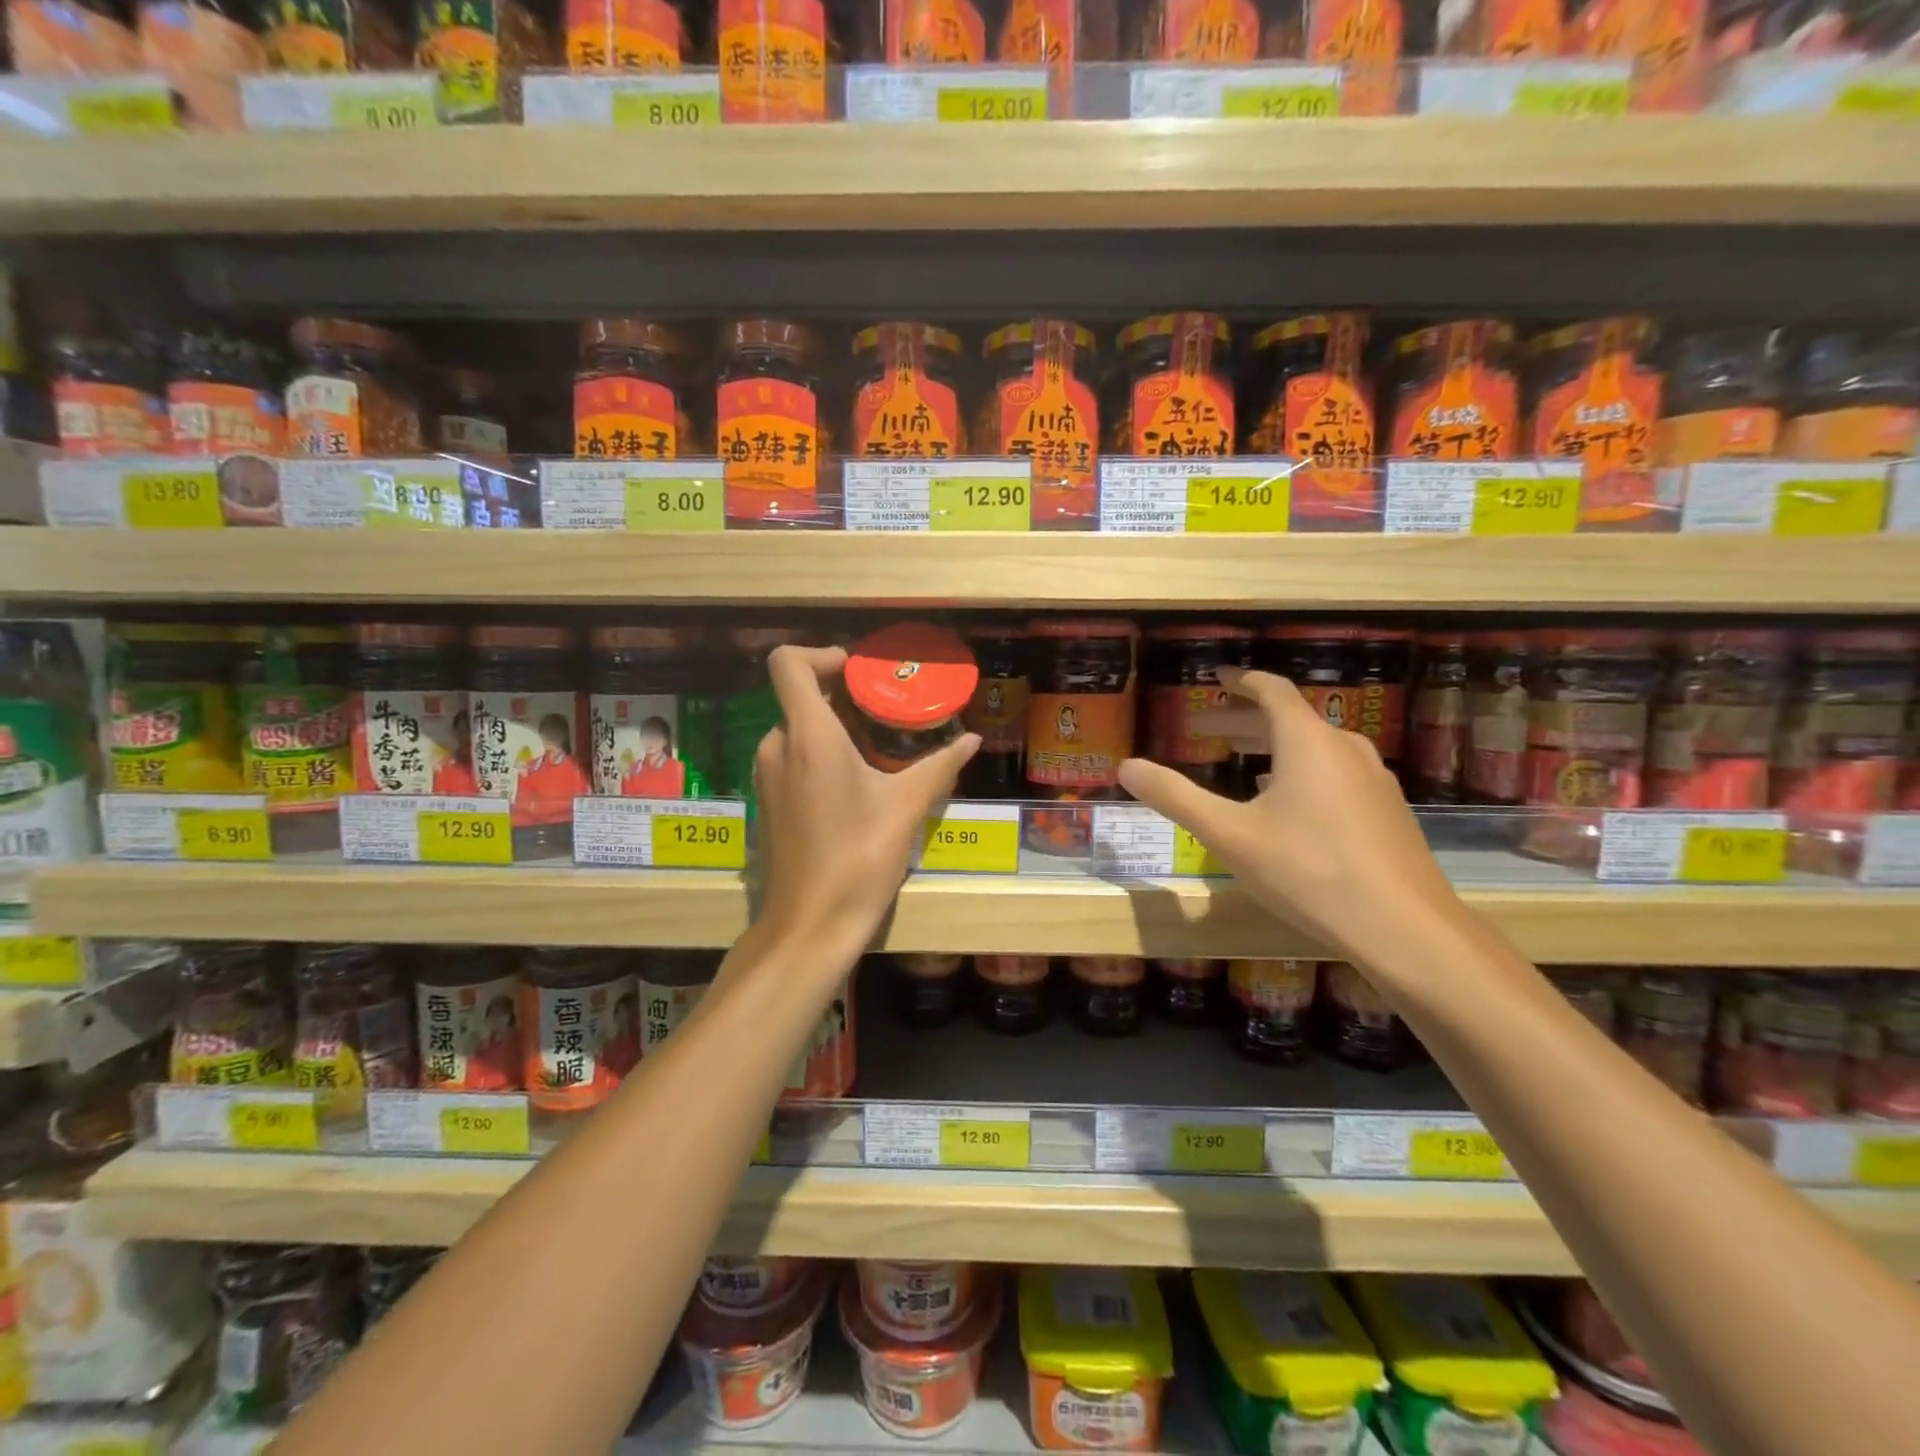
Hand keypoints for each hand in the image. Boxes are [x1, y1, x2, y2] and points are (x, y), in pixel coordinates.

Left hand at [752, 645, 979, 958]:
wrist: (810, 924)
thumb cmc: (858, 858)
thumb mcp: (907, 807)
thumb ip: (940, 765)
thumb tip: (972, 740)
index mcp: (808, 735)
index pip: (788, 663)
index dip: (820, 654)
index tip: (859, 672)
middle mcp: (777, 746)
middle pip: (799, 695)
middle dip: (842, 695)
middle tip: (887, 710)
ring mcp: (768, 776)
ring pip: (796, 728)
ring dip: (834, 726)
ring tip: (879, 747)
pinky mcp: (770, 801)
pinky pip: (792, 756)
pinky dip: (821, 752)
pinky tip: (858, 782)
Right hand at [1116, 668, 1462, 965]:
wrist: (1404, 927)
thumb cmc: (1308, 870)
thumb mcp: (1229, 834)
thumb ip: (1175, 796)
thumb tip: (1126, 766)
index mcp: (1307, 741)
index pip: (1271, 691)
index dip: (1239, 681)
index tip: (1215, 679)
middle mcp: (1345, 748)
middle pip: (1290, 718)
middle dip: (1244, 721)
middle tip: (1206, 731)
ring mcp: (1374, 779)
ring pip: (1315, 747)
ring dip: (1274, 747)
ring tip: (1243, 764)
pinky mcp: (1387, 811)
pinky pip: (1336, 773)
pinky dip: (1302, 772)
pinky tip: (1290, 805)